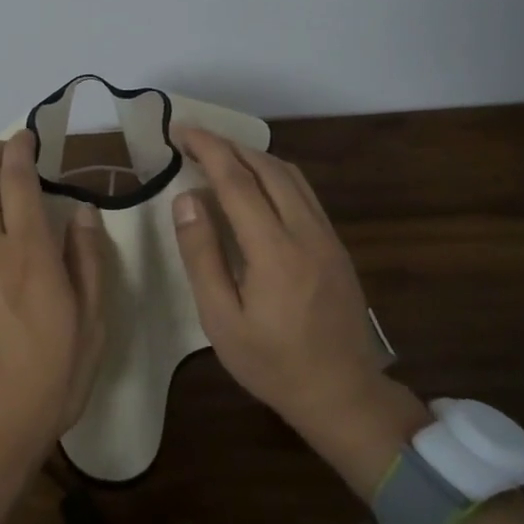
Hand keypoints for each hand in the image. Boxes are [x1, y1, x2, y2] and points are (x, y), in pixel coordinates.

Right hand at [170, 126, 431, 495]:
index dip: (208, 150)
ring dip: (254, 156)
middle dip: (229, 145)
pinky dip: (275, 175)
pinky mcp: (337, 245)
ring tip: (220, 155)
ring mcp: (327, 236)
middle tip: (194, 140)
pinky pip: (304, 193)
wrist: (342, 392)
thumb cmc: (271, 363)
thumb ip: (202, 255)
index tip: (181, 131)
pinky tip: (256, 185)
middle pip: (268, 168)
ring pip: (291, 176)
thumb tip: (186, 199)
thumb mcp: (221, 319)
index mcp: (274, 250)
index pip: (237, 181)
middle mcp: (306, 231)